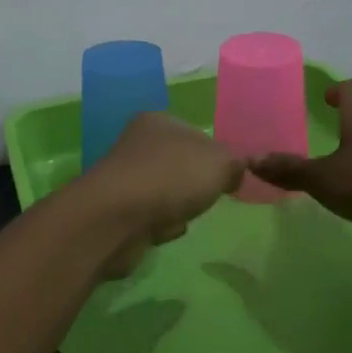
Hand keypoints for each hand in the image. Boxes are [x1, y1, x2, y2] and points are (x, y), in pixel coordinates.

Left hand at [76, 113, 245, 277]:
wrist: (117, 218)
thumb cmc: (172, 177)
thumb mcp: (220, 162)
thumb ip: (234, 163)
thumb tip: (233, 172)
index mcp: (158, 122)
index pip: (196, 135)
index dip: (216, 157)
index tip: (229, 177)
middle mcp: (137, 146)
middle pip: (181, 167)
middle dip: (197, 186)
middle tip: (208, 197)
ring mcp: (125, 180)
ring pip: (166, 194)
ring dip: (180, 209)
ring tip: (183, 216)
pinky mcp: (117, 213)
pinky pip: (151, 219)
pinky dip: (161, 227)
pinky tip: (162, 231)